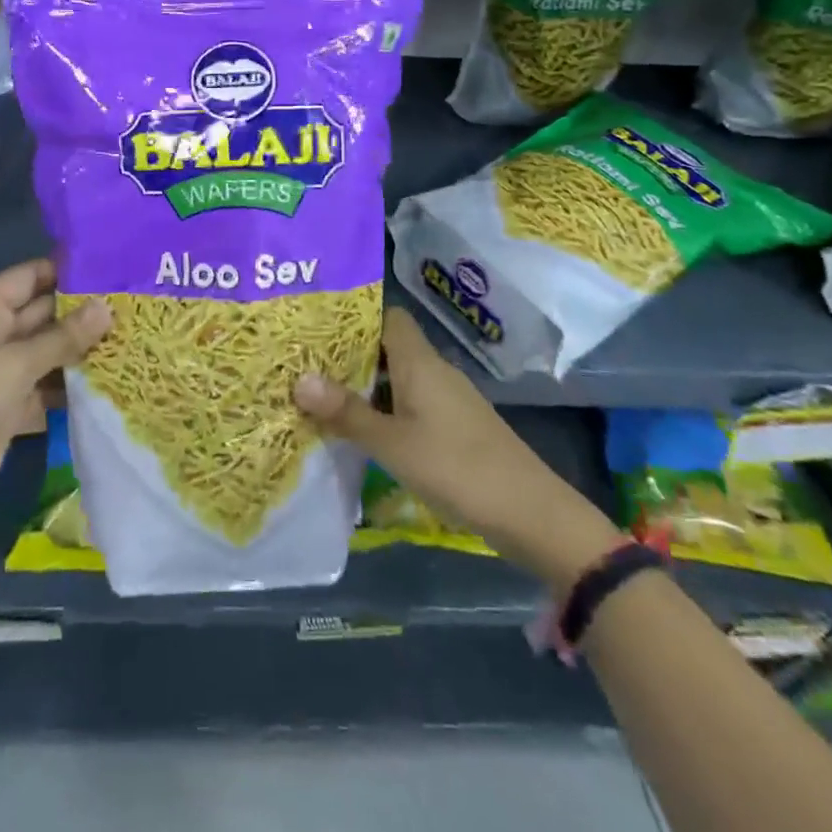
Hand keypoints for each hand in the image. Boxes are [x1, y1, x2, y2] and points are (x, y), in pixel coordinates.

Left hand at [0, 259, 109, 495]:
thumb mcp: (18, 360)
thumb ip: (65, 335)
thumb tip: (108, 307)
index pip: (30, 276)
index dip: (65, 271)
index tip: (109, 269)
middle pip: (44, 311)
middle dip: (82, 310)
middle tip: (128, 303)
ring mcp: (5, 368)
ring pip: (50, 348)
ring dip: (82, 346)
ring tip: (129, 335)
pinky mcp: (15, 401)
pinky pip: (50, 381)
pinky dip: (73, 380)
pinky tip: (110, 375)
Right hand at [294, 308, 620, 589]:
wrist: (533, 515)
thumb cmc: (457, 469)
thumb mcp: (393, 444)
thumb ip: (347, 413)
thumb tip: (298, 378)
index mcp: (420, 362)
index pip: (387, 317)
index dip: (353, 315)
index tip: (315, 323)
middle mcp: (434, 371)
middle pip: (388, 346)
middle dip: (349, 353)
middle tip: (304, 360)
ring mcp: (448, 400)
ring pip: (398, 377)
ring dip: (364, 384)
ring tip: (320, 392)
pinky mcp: (455, 427)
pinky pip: (410, 403)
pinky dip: (384, 408)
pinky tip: (361, 428)